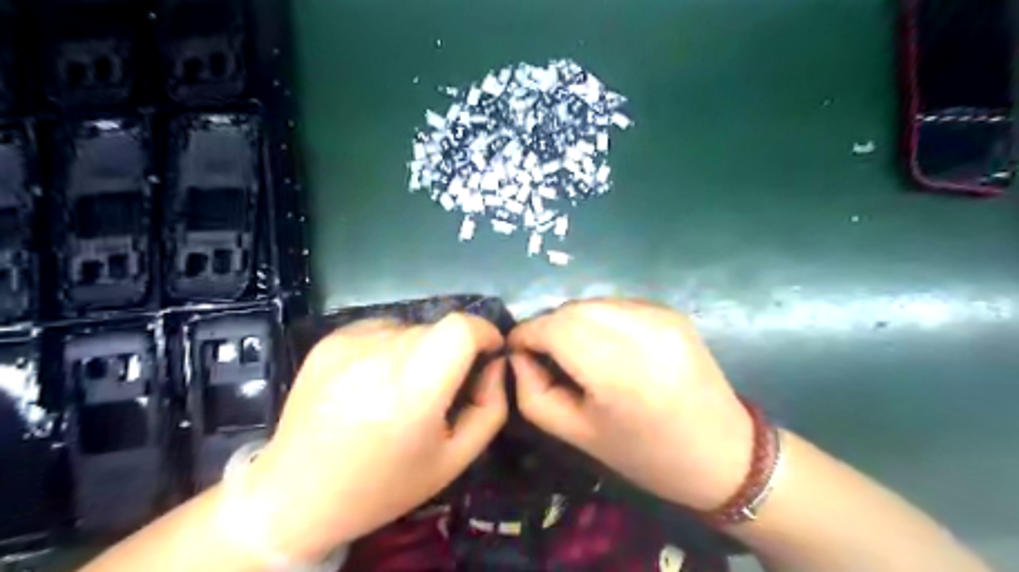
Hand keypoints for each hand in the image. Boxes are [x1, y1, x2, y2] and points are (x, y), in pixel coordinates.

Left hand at [248, 312, 509, 557]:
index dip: (484, 331)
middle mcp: (379, 356)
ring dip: (421, 349)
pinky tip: (374, 380)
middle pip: (438, 329)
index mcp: (413, 391)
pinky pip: (381, 328)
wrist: (296, 495)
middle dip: (453, 351)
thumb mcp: (454, 460)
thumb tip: (497, 364)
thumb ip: (490, 408)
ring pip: (411, 328)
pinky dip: (391, 345)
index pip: (461, 328)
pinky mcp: (329, 340)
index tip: (488, 352)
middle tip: (440, 388)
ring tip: (401, 387)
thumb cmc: (384, 485)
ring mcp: (349, 343)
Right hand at [514, 300, 751, 507]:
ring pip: (591, 303)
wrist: (724, 452)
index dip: (525, 334)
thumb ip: (533, 392)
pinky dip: (598, 318)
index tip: (516, 350)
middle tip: (543, 354)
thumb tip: (518, 355)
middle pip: (570, 310)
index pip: (551, 328)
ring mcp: (660, 316)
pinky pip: (616, 304)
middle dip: (547, 327)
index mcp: (616, 371)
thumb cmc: (646, 455)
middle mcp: (639, 331)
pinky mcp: (671, 311)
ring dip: (571, 321)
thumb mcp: (577, 434)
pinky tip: (607, 345)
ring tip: (574, 351)